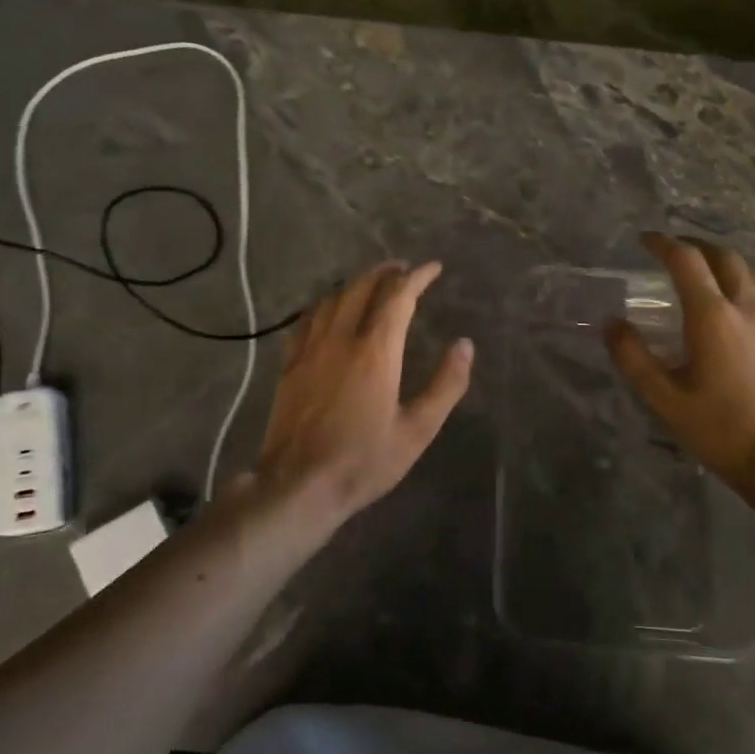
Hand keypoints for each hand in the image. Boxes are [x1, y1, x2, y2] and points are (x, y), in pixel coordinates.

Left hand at [242, 260, 472, 535]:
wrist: (299, 484)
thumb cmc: (364, 461)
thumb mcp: (417, 431)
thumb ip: (445, 385)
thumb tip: (465, 346)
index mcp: (375, 352)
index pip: (398, 296)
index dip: (417, 277)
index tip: (433, 268)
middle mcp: (340, 339)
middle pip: (361, 288)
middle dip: (385, 272)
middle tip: (404, 270)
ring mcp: (309, 349)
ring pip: (332, 298)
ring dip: (355, 283)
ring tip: (372, 283)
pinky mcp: (289, 364)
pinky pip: (307, 319)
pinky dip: (325, 304)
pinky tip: (330, 310)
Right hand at [604, 233, 754, 495]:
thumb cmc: (720, 429)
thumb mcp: (664, 398)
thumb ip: (634, 358)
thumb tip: (612, 324)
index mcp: (713, 317)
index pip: (687, 261)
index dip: (663, 244)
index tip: (644, 240)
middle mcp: (746, 308)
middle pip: (724, 257)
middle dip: (695, 245)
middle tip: (671, 251)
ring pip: (748, 272)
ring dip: (720, 261)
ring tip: (698, 271)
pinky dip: (738, 282)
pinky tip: (727, 305)